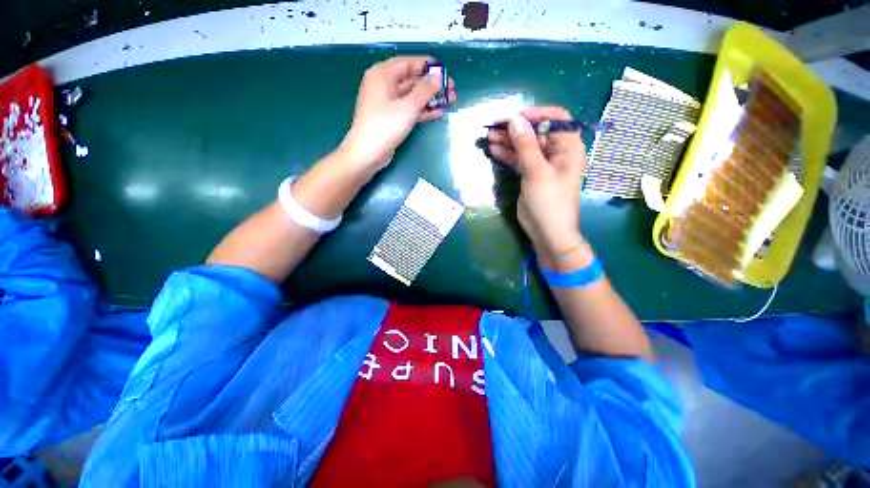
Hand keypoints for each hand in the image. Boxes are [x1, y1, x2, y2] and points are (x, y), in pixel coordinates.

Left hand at [340, 56, 455, 171]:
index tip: (445, 70)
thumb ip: (424, 90)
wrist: (367, 154)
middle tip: (451, 89)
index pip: (408, 63)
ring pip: (412, 96)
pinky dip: (422, 111)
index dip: (427, 66)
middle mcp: (384, 85)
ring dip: (430, 99)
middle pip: (412, 80)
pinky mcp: (391, 119)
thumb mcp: (408, 106)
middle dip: (432, 85)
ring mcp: (387, 104)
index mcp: (383, 74)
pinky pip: (409, 110)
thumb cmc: (385, 126)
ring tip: (450, 101)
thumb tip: (437, 78)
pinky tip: (438, 113)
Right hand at [487, 107, 587, 265]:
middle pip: (536, 132)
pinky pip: (519, 159)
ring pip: (525, 146)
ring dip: (508, 141)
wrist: (547, 231)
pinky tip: (494, 150)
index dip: (535, 114)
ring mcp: (542, 164)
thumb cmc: (549, 201)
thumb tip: (514, 120)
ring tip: (489, 137)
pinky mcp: (530, 175)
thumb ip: (526, 145)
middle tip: (494, 127)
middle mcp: (557, 152)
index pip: (556, 118)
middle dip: (516, 128)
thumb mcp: (537, 172)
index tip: (514, 118)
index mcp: (568, 147)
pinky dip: (507, 154)